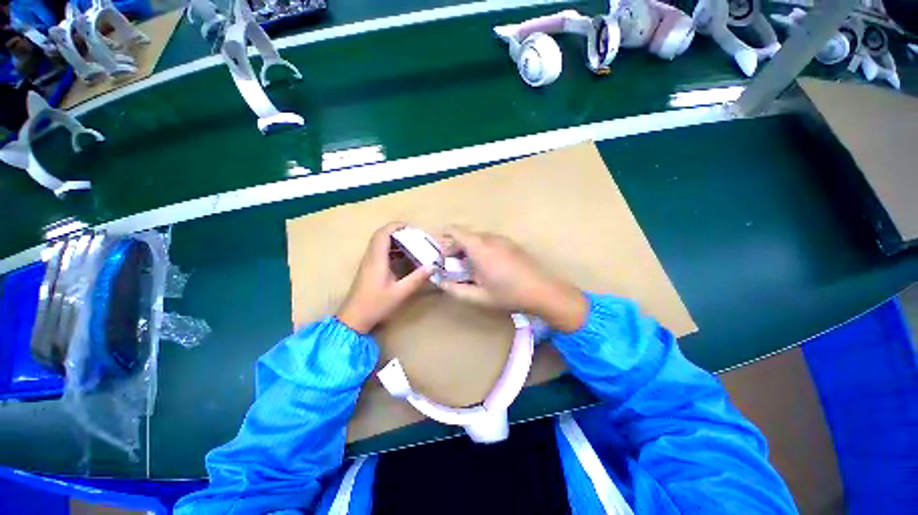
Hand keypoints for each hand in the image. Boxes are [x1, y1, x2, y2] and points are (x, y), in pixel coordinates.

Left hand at [337, 222, 433, 333]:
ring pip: (380, 244)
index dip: (396, 226)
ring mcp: (368, 263)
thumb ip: (416, 278)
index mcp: (377, 259)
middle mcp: (371, 257)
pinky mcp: (369, 269)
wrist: (353, 318)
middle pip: (381, 236)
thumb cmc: (376, 305)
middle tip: (414, 237)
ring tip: (412, 245)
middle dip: (398, 232)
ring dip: (395, 241)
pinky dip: (392, 250)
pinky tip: (403, 258)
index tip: (411, 227)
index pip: (383, 233)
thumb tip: (433, 266)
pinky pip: (380, 252)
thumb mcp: (399, 293)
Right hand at [438, 226, 587, 332]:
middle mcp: (490, 238)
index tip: (440, 254)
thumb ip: (455, 289)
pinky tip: (486, 267)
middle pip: (465, 235)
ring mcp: (502, 239)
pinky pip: (489, 241)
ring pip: (478, 238)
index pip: (455, 231)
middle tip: (452, 266)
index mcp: (479, 248)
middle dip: (455, 247)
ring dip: (468, 249)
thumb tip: (440, 282)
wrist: (543, 291)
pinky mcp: (511, 243)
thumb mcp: (478, 297)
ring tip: (469, 268)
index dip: (444, 238)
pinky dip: (481, 249)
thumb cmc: (508, 294)